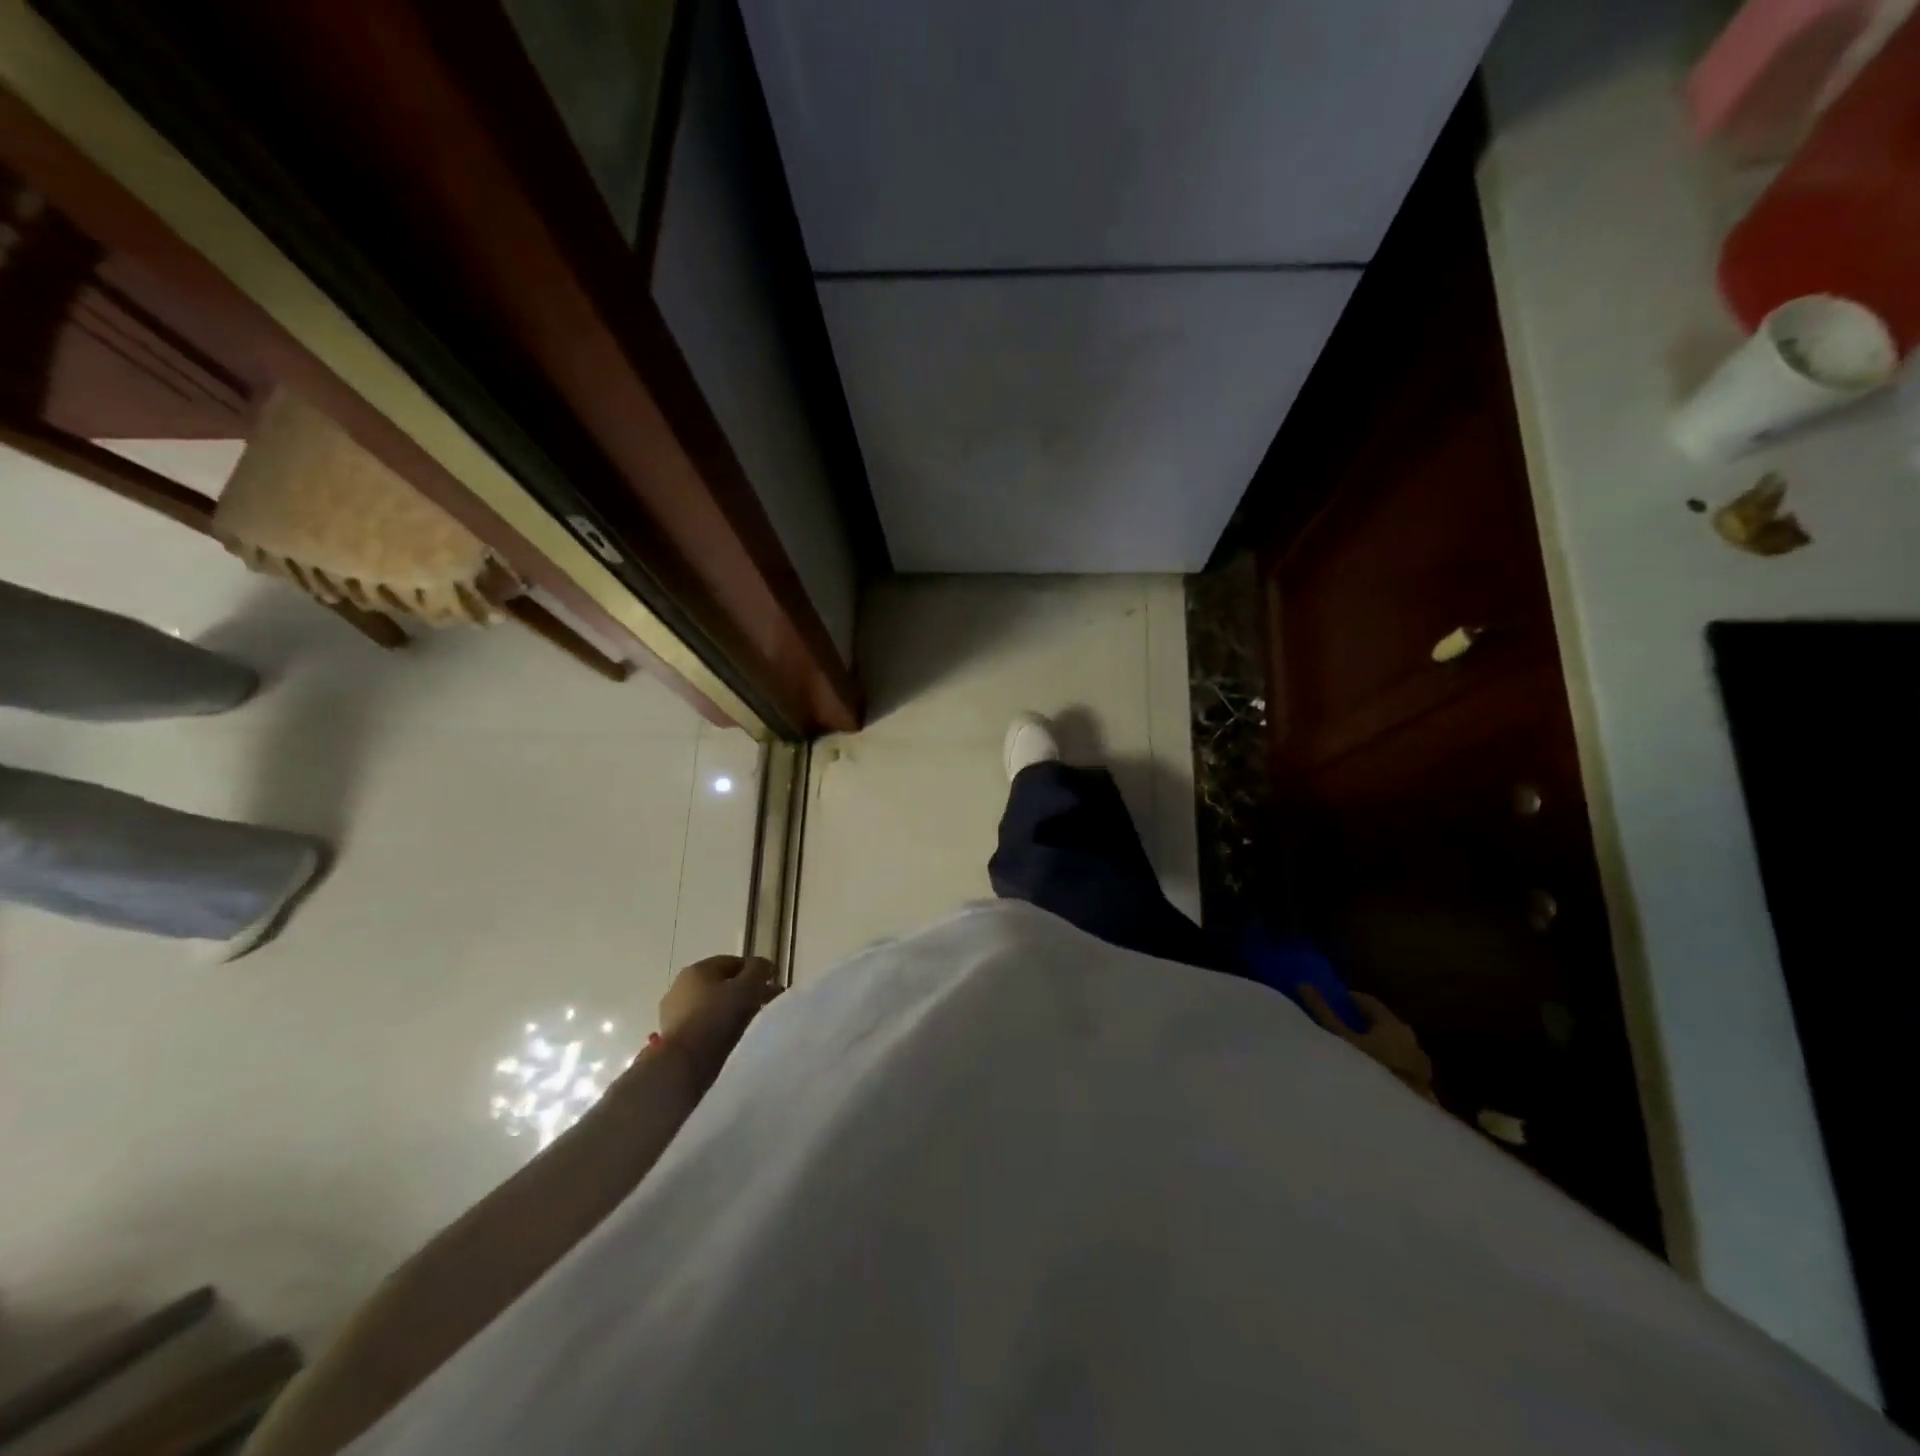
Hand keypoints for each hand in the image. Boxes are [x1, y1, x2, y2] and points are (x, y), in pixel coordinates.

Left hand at [659, 955, 781, 1070]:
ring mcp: (673, 1013)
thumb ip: (759, 970)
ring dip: (731, 1010)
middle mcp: (681, 986)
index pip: (733, 962)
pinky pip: (703, 1025)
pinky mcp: (673, 1037)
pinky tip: (731, 1038)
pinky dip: (718, 1027)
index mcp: (698, 969)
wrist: (683, 1063)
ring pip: (712, 1005)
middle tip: (766, 1003)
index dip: (755, 970)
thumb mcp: (747, 987)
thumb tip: (763, 966)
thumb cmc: (717, 1017)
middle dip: (745, 991)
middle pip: (721, 984)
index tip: (772, 983)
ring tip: (751, 1023)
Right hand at [1298, 986, 1437, 1102]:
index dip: (1347, 999)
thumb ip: (1321, 1011)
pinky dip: (1381, 1066)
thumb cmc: (1368, 1071)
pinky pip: (1396, 1069)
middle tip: (1334, 1028)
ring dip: (1371, 1047)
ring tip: (1348, 1055)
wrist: (1402, 1126)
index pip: (1369, 1002)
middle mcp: (1412, 1042)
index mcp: (1394, 1026)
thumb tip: (1303, 983)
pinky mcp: (1421, 1091)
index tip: (1328, 1002)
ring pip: (1390, 1048)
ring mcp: (1420, 1069)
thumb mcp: (1338, 1039)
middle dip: (1359, 1024)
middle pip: (1381, 1025)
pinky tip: (1366, 1078)